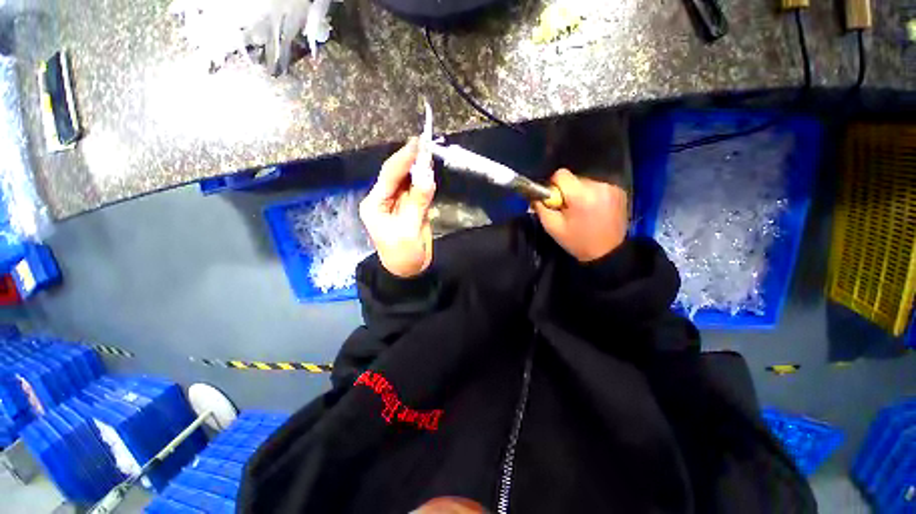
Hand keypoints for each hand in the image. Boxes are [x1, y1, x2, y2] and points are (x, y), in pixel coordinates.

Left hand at [360, 138, 435, 277]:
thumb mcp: (409, 230)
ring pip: (408, 180)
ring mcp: (398, 203)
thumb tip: (427, 177)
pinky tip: (429, 170)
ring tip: (429, 152)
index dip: (403, 159)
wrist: (409, 270)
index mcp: (376, 204)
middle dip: (411, 160)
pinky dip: (424, 181)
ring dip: (419, 168)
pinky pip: (417, 190)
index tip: (417, 143)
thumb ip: (418, 203)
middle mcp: (384, 199)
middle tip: (425, 143)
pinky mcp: (410, 207)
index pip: (389, 176)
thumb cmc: (402, 254)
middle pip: (397, 175)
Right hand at [533, 169, 627, 262]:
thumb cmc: (578, 242)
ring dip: (580, 194)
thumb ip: (542, 207)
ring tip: (582, 212)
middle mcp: (598, 186)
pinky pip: (597, 187)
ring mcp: (611, 188)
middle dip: (567, 192)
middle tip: (568, 210)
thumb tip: (537, 195)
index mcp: (581, 195)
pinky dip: (592, 196)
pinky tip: (594, 211)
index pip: (561, 174)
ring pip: (585, 182)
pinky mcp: (619, 191)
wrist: (608, 253)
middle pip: (573, 179)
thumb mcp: (552, 227)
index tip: (555, 200)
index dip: (554, 186)